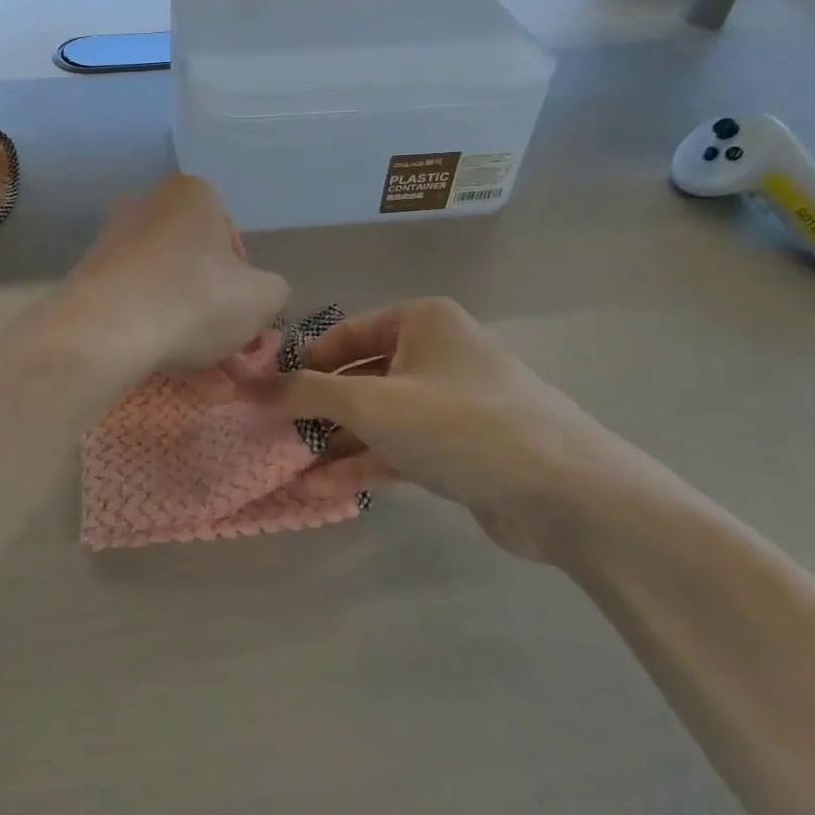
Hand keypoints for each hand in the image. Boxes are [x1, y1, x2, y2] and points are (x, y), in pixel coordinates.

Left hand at [59, 174, 288, 376]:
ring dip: (190, 334)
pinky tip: (175, 375)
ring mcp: (114, 242)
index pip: (233, 242)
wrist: (105, 330)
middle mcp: (149, 205)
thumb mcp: (263, 298)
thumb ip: (273, 291)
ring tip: (209, 382)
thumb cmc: (194, 300)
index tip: (244, 319)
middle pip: (197, 268)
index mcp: (192, 194)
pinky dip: (157, 336)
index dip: (245, 286)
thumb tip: (259, 296)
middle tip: (230, 357)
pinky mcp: (90, 277)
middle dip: (216, 315)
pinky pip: (137, 306)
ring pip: (168, 292)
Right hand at [271, 298, 622, 559]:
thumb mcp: (374, 403)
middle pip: (360, 376)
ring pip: (379, 416)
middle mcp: (436, 352)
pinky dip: (366, 463)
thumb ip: (308, 394)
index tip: (265, 392)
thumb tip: (249, 387)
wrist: (566, 493)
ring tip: (288, 467)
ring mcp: (451, 402)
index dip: (303, 362)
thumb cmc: (460, 425)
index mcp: (420, 321)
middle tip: (272, 434)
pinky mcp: (460, 446)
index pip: (345, 334)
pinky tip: (323, 490)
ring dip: (338, 442)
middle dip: (318, 409)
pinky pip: (401, 446)